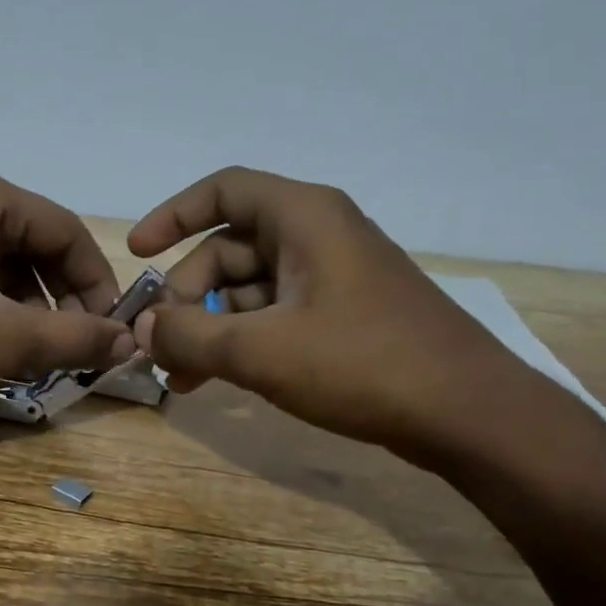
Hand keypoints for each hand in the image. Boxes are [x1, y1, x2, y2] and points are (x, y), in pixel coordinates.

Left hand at [0, 163, 136, 400]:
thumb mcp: (2, 341)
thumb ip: (74, 338)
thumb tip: (129, 342)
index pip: (69, 232)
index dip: (98, 285)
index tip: (109, 333)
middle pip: (37, 242)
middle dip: (60, 298)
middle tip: (71, 348)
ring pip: (4, 257)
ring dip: (27, 304)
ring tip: (33, 352)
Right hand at [128, 167, 531, 461]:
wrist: (468, 415)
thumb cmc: (363, 364)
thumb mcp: (261, 351)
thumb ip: (190, 337)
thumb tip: (143, 330)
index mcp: (304, 218)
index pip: (223, 190)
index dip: (172, 215)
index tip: (136, 254)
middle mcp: (317, 237)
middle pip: (228, 248)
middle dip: (186, 295)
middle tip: (161, 346)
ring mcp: (332, 279)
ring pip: (247, 289)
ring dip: (208, 328)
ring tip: (180, 378)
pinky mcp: (341, 317)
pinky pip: (273, 316)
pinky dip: (240, 342)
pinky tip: (217, 380)